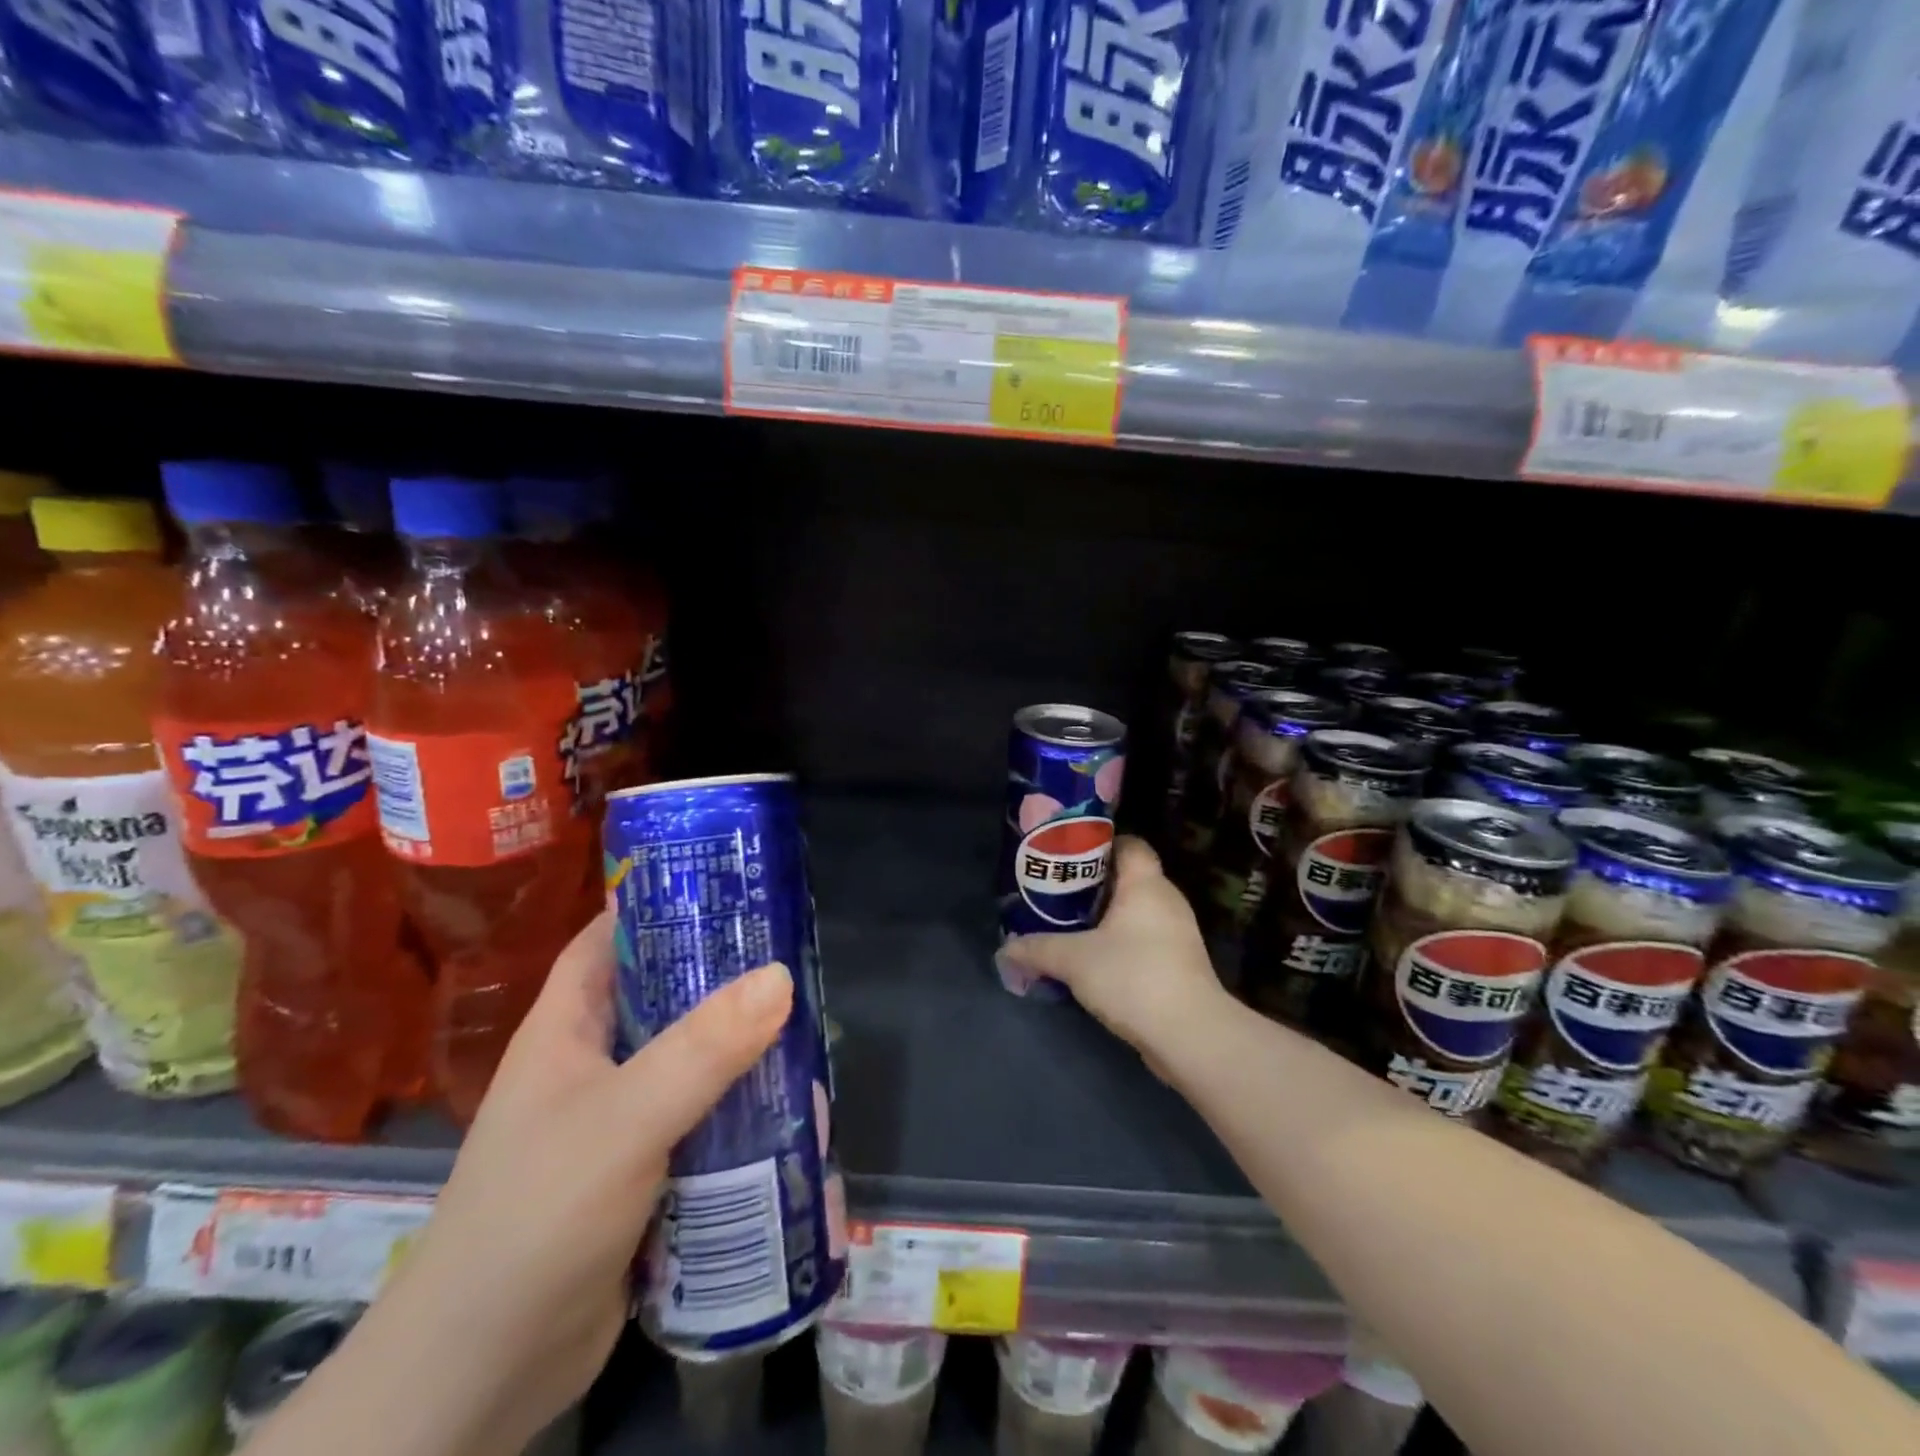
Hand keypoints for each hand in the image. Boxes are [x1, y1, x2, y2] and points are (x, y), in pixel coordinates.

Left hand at [358, 914, 791, 1453]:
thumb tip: (781, 975)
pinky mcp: (644, 1171)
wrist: (481, 1376)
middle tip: (791, 954)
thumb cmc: (536, 1217)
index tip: (729, 885)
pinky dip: (738, 1106)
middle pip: (663, 996)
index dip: (661, 903)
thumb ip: (702, 1049)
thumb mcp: (624, 1119)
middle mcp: (590, 1064)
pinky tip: (789, 1102)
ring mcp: (617, 1120)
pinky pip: (699, 1117)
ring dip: (740, 1046)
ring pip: (689, 1060)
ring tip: (807, 1021)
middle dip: (722, 976)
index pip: (609, 938)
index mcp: (565, 1028)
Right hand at [999, 837, 1227, 1059]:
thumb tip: (1004, 949)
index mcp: (1146, 884)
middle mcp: (1167, 901)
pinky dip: (1122, 944)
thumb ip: (1037, 949)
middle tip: (1059, 893)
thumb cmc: (1132, 976)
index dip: (1101, 845)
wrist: (1190, 1035)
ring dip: (1107, 919)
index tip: (1070, 857)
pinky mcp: (1180, 965)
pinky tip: (1095, 961)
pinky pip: (1145, 941)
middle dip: (1095, 885)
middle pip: (1130, 878)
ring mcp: (1178, 934)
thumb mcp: (1073, 960)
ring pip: (1137, 913)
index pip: (1130, 844)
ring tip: (1071, 927)